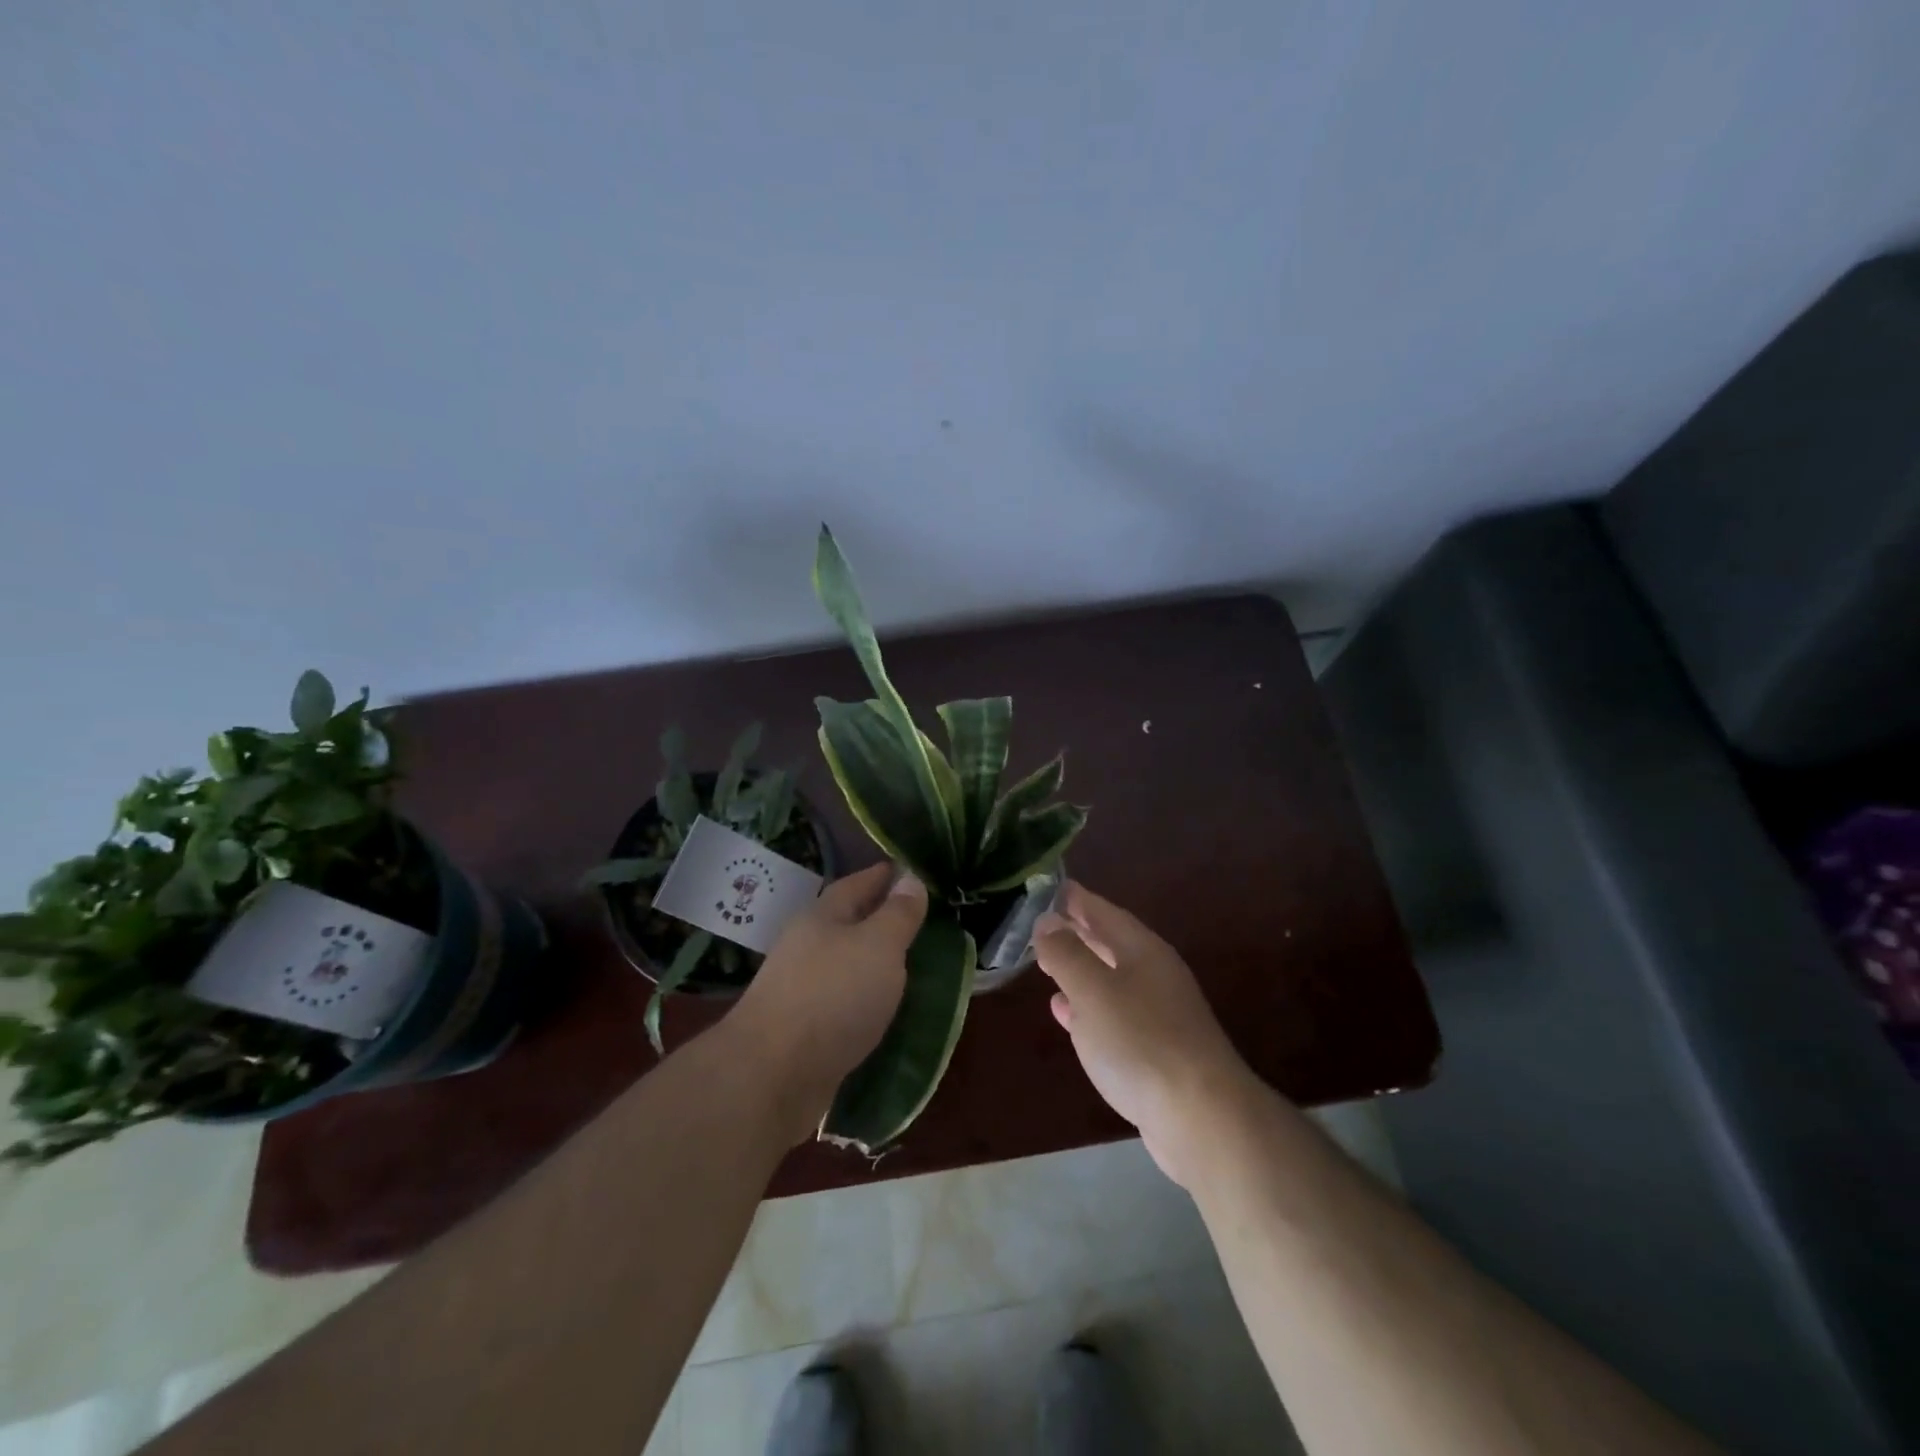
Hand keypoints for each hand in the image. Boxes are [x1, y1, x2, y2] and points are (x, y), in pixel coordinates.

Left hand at [730, 862, 924, 1143]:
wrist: (773, 1075)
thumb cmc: (832, 995)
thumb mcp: (878, 945)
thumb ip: (898, 914)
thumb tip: (910, 879)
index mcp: (822, 917)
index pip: (857, 883)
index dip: (884, 876)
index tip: (911, 871)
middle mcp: (808, 946)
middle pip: (848, 923)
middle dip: (880, 918)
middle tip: (921, 919)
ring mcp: (802, 989)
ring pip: (846, 964)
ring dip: (874, 962)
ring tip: (912, 965)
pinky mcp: (804, 1030)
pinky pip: (844, 1002)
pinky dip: (866, 999)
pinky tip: (886, 1009)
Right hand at [1035, 882, 1255, 1186]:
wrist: (1201, 1118)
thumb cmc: (1141, 1042)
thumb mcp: (1093, 990)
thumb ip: (1066, 954)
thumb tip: (1046, 921)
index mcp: (1143, 951)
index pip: (1104, 912)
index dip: (1076, 900)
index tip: (1049, 888)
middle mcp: (1154, 976)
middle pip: (1110, 944)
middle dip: (1076, 933)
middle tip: (1041, 926)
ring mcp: (1158, 1015)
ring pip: (1110, 980)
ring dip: (1079, 971)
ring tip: (1047, 965)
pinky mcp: (1155, 1052)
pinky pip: (1112, 1016)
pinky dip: (1086, 1009)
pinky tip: (1067, 1016)